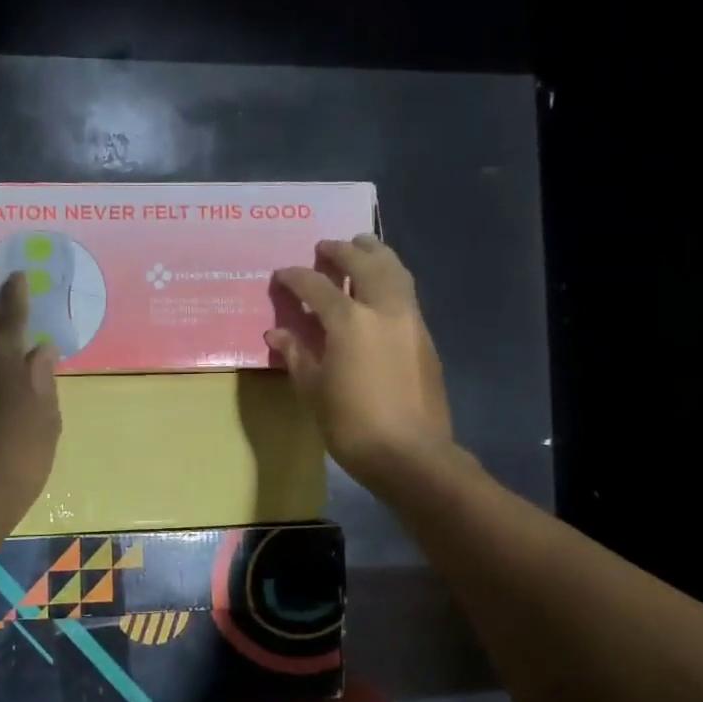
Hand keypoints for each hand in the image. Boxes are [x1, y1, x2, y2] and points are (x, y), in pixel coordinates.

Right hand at [267, 235, 456, 491]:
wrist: (411, 455)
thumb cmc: (352, 425)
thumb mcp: (313, 391)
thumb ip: (297, 355)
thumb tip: (277, 333)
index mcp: (350, 321)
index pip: (317, 286)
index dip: (295, 277)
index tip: (281, 275)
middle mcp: (384, 309)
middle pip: (365, 263)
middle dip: (343, 250)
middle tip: (325, 246)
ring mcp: (410, 321)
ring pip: (396, 271)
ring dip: (376, 254)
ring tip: (361, 248)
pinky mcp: (425, 338)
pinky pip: (407, 293)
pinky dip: (391, 278)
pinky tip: (379, 289)